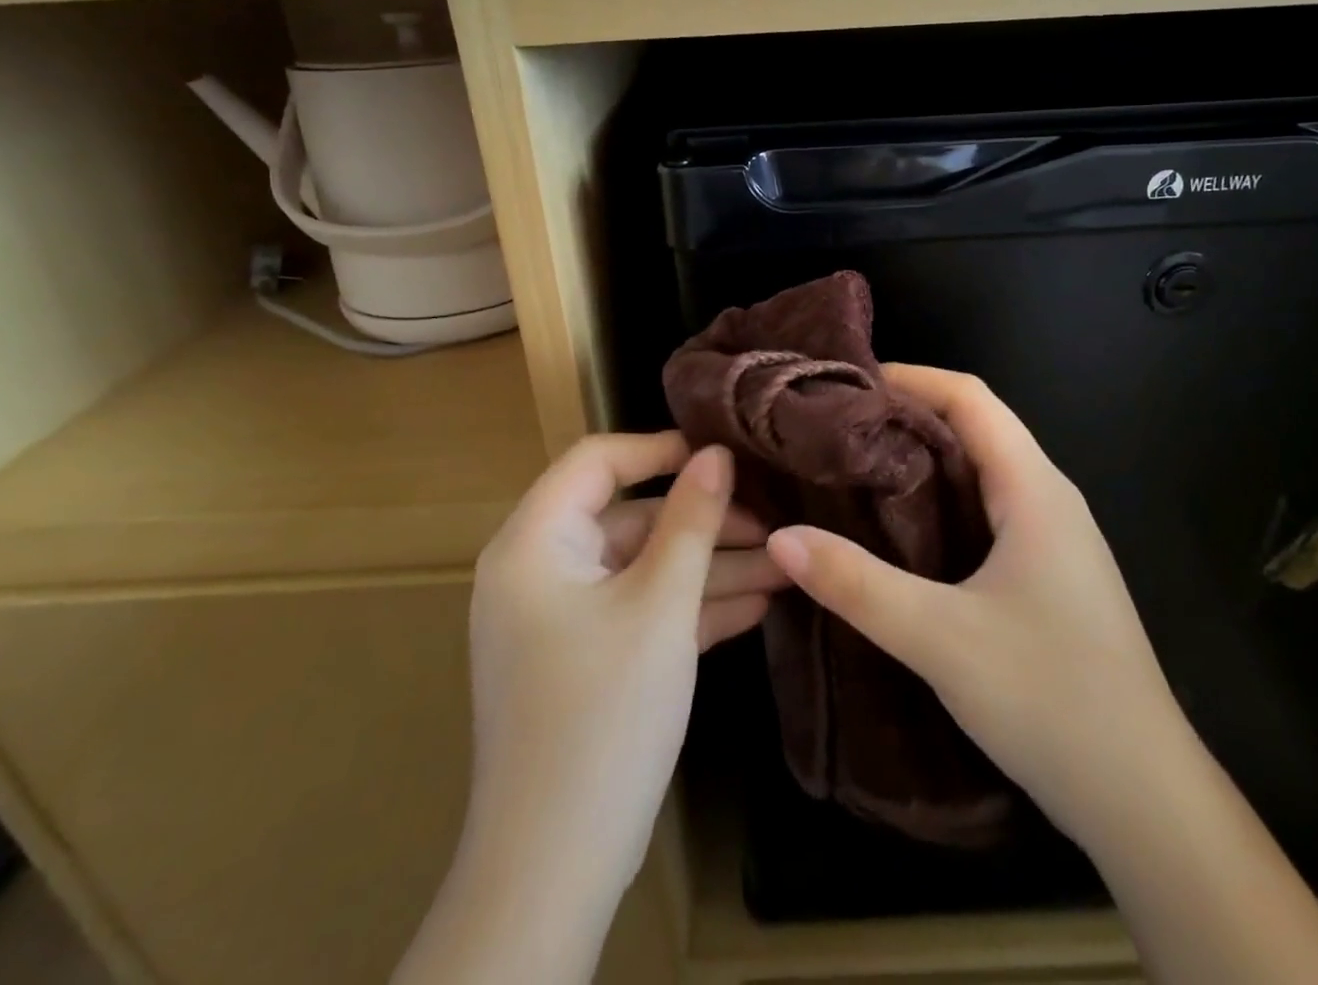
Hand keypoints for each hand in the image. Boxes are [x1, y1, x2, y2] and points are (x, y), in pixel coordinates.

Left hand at [395, 434, 784, 984]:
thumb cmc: (604, 714)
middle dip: (703, 522)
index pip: (596, 462)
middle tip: (773, 523)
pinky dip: (690, 606)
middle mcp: (541, 570)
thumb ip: (692, 520)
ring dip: (709, 568)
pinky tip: (756, 604)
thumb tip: (718, 453)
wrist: (554, 868)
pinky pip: (640, 610)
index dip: (660, 449)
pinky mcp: (585, 658)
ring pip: (643, 568)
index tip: (724, 455)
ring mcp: (562, 618)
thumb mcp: (660, 605)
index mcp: (535, 543)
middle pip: (630, 519)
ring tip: (783, 565)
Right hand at [764, 367, 1317, 984]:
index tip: (846, 382)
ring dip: (922, 456)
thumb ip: (857, 585)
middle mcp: (1048, 497)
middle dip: (906, 413)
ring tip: (853, 464)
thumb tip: (781, 537)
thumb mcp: (940, 639)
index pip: (970, 397)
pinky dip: (939, 498)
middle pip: (975, 425)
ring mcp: (1054, 537)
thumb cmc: (1052, 700)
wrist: (1146, 800)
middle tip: (834, 424)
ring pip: (981, 469)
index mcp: (1034, 489)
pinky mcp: (1049, 573)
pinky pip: (987, 509)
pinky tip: (898, 528)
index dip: (910, 377)